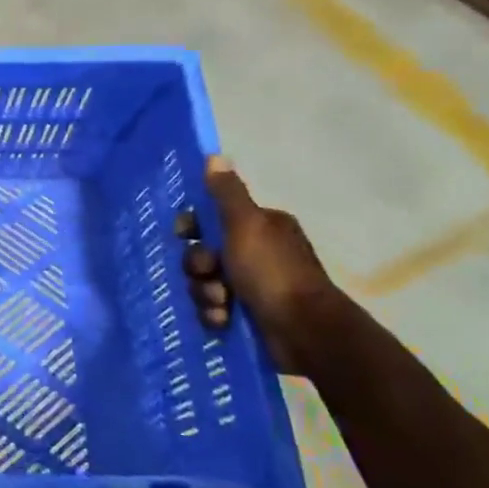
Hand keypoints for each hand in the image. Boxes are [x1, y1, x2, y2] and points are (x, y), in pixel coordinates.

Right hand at [183, 156, 336, 375]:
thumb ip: (227, 194)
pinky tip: (224, 320)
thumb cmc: (273, 273)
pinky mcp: (247, 315)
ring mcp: (251, 286)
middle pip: (203, 253)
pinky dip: (214, 315)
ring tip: (221, 305)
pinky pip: (212, 309)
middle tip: (210, 275)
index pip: (212, 218)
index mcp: (259, 228)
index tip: (184, 235)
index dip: (193, 227)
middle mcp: (255, 253)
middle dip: (199, 268)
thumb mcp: (247, 226)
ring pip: (204, 283)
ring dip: (205, 294)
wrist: (304, 331)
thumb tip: (215, 156)